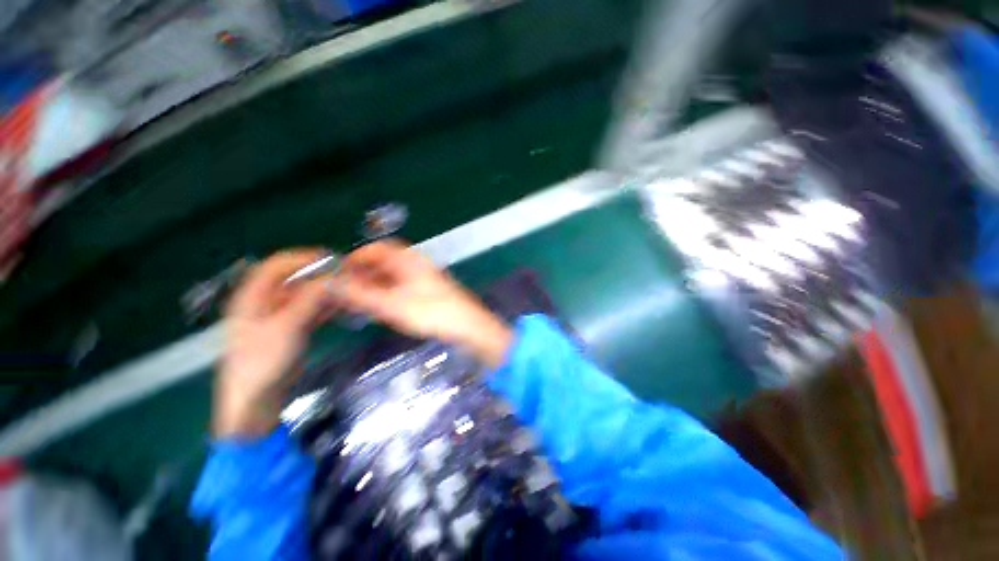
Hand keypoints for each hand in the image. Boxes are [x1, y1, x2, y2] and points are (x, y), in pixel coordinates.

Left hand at [215, 250, 332, 438]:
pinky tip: (345, 307)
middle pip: (295, 279)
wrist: (257, 402)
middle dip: (321, 275)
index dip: (303, 258)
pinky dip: (327, 306)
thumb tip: (335, 276)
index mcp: (252, 297)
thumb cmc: (263, 363)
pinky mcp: (293, 329)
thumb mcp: (287, 328)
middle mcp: (265, 302)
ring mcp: (280, 316)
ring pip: (307, 295)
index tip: (332, 260)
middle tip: (347, 276)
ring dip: (327, 291)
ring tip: (351, 291)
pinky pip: (312, 310)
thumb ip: (311, 299)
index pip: (277, 265)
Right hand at [336, 240, 513, 367]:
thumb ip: (361, 294)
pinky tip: (378, 308)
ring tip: (357, 303)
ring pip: (392, 277)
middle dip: (362, 275)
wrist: (467, 325)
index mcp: (409, 259)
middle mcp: (416, 264)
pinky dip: (386, 294)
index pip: (377, 249)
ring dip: (373, 286)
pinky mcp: (427, 291)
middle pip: (383, 263)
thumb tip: (332, 285)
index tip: (340, 274)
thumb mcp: (392, 304)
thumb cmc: (431, 311)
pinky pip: (401, 287)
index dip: (356, 259)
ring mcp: (423, 277)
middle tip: (345, 292)